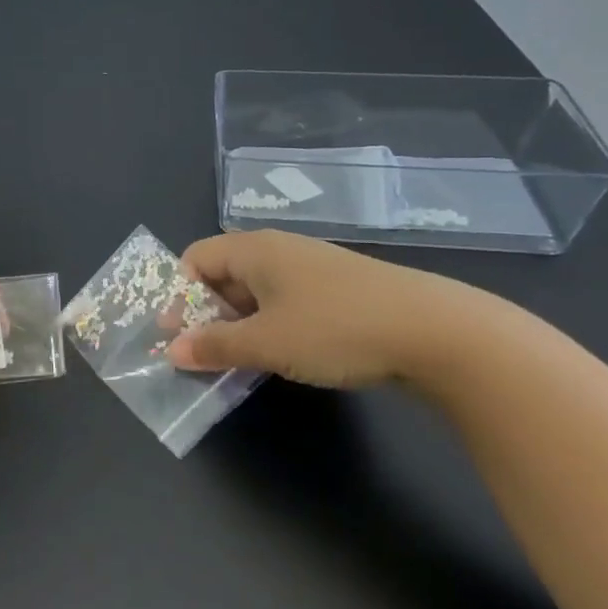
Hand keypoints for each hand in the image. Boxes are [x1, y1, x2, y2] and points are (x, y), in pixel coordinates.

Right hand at [166, 230, 480, 388]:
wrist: (436, 332)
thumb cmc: (334, 328)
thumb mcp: (266, 343)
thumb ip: (214, 346)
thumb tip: (172, 350)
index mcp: (254, 249)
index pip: (196, 258)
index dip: (178, 294)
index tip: (176, 334)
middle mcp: (279, 249)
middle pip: (224, 273)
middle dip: (206, 312)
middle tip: (202, 352)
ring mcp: (312, 267)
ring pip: (257, 290)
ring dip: (239, 323)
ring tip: (238, 359)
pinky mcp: (340, 289)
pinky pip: (287, 301)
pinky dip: (271, 324)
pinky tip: (282, 355)